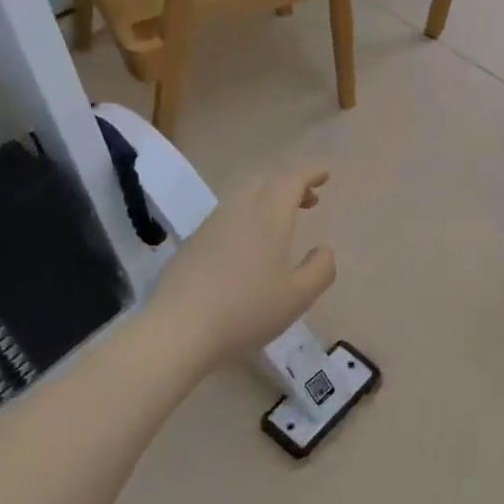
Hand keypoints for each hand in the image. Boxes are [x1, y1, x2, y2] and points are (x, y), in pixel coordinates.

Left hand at [148, 165, 336, 368]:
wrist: (179, 330)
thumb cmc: (247, 312)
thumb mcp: (298, 297)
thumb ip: (320, 269)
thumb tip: (324, 250)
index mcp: (268, 218)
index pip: (291, 181)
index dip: (309, 174)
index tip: (324, 174)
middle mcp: (238, 212)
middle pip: (264, 183)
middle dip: (289, 186)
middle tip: (308, 202)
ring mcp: (210, 226)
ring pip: (242, 199)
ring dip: (266, 201)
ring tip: (280, 225)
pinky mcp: (191, 244)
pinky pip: (225, 218)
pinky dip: (245, 219)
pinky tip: (247, 249)